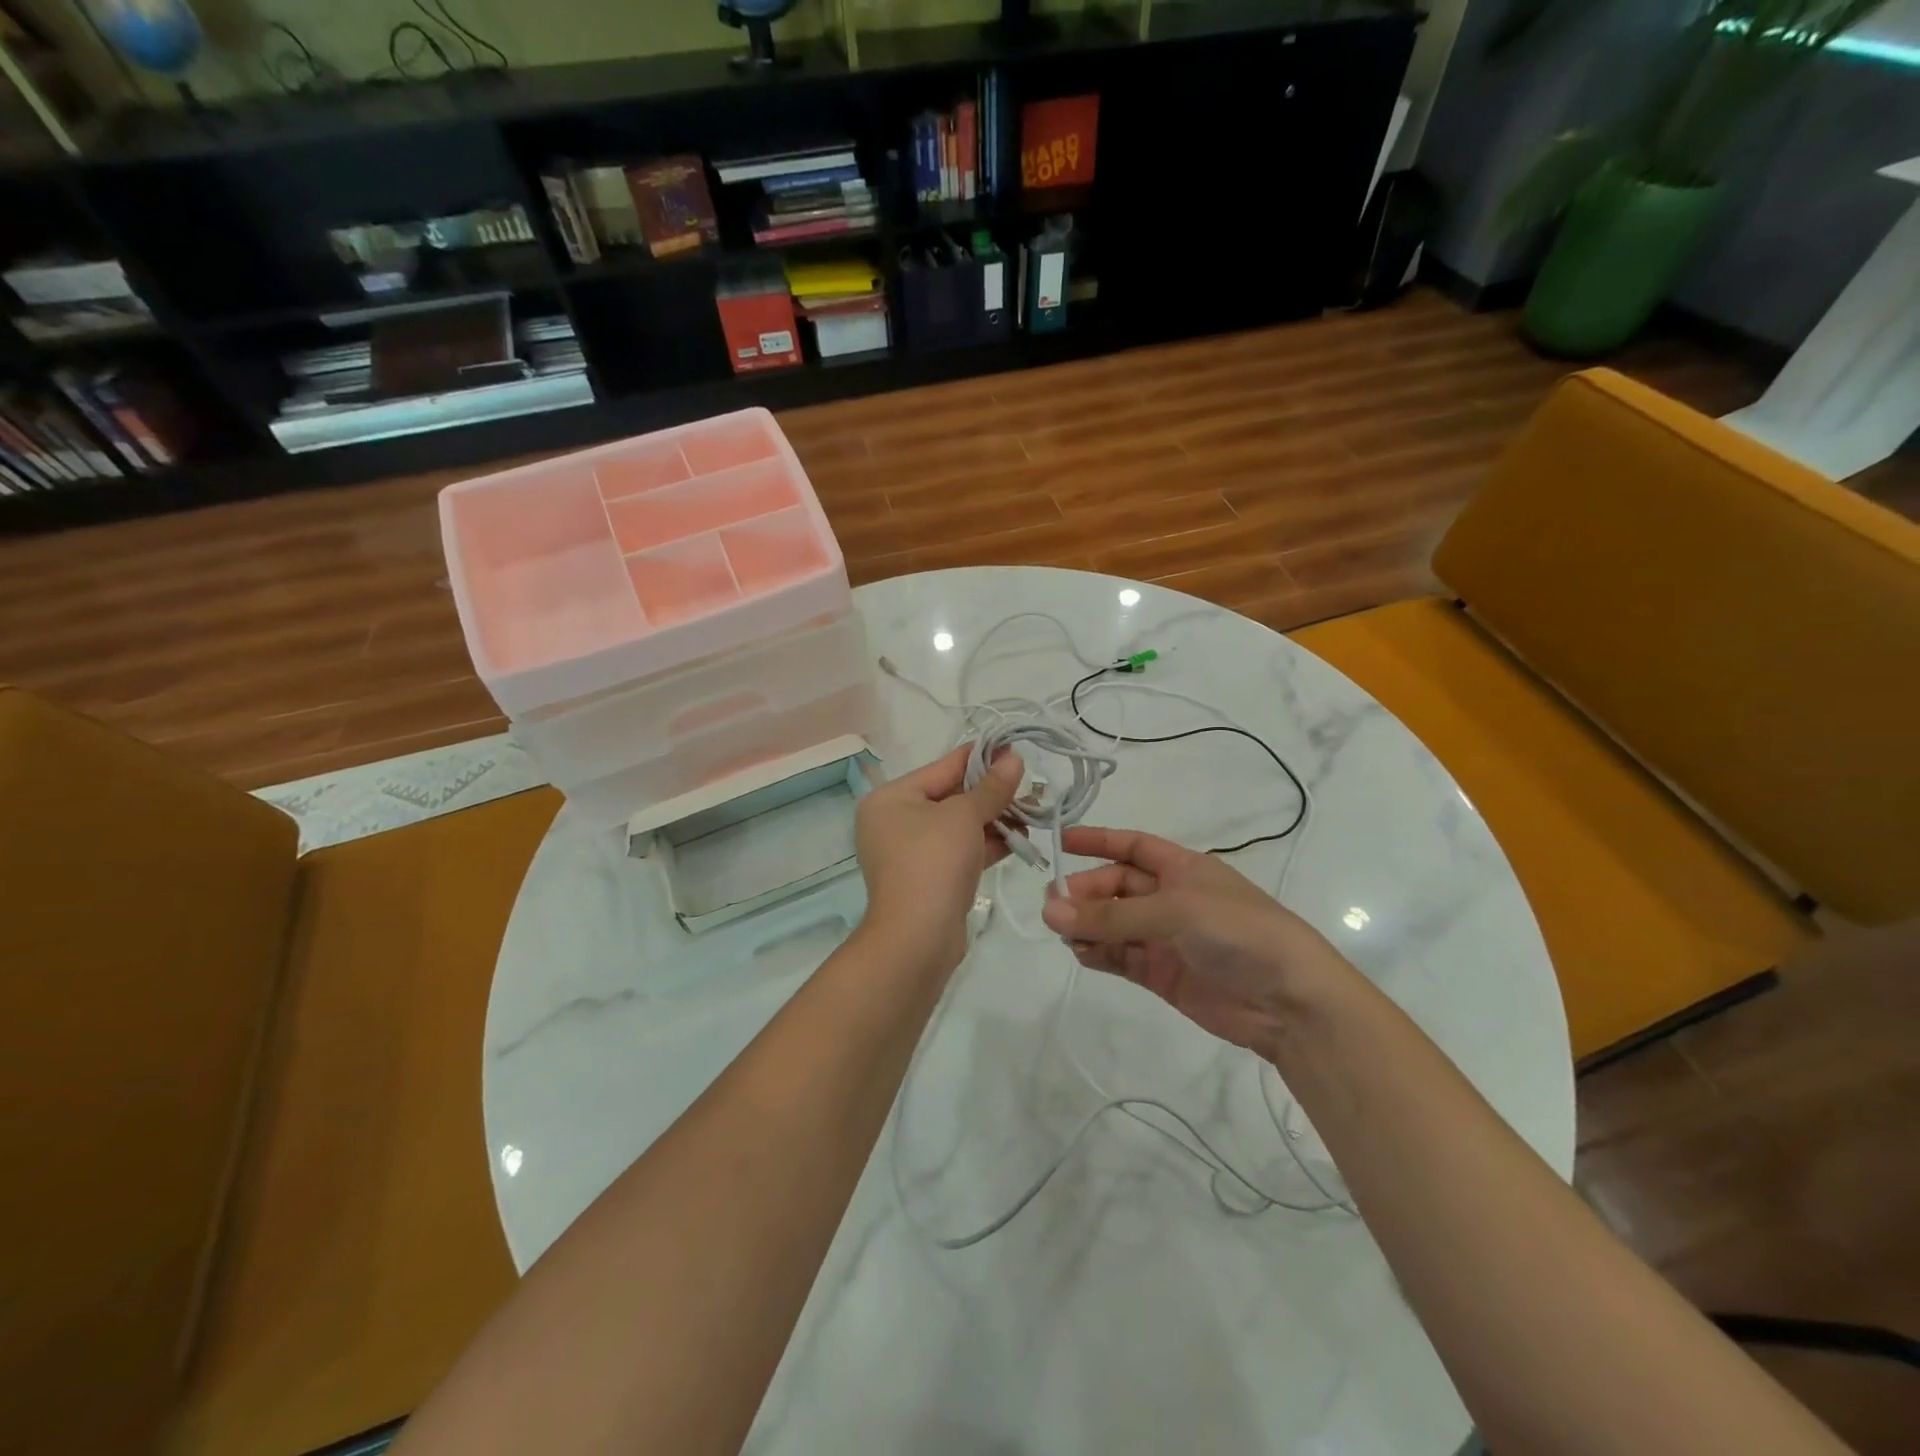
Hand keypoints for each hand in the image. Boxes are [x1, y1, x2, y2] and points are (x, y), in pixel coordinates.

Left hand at [855, 744, 1023, 975]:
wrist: (917, 938)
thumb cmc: (933, 862)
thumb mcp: (964, 816)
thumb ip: (991, 788)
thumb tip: (1013, 760)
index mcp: (891, 798)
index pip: (942, 767)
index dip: (980, 757)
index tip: (1013, 747)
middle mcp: (895, 822)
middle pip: (950, 796)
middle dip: (991, 792)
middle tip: (1030, 783)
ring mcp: (911, 853)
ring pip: (959, 826)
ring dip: (995, 818)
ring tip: (1034, 810)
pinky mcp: (929, 879)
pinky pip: (961, 851)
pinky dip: (987, 844)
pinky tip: (1021, 838)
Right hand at [1040, 826, 1352, 1059]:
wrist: (1289, 1002)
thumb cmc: (1238, 933)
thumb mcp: (1175, 912)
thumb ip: (1112, 917)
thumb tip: (1049, 911)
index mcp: (1183, 869)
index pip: (1133, 846)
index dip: (1098, 841)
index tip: (1060, 841)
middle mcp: (1171, 899)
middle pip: (1117, 887)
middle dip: (1086, 892)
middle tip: (1054, 906)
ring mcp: (1166, 938)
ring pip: (1115, 925)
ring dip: (1088, 925)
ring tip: (1062, 933)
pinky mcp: (1163, 974)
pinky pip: (1121, 957)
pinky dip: (1099, 954)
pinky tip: (1081, 953)